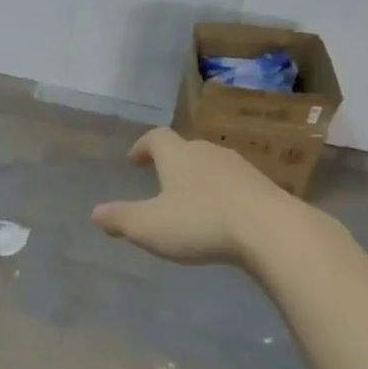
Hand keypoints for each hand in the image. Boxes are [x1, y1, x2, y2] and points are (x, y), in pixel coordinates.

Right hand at [92, 128, 296, 264]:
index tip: (134, 161)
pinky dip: (223, 194)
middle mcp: (208, 153)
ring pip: (212, 165)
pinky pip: (235, 184)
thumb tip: (95, 213)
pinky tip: (223, 216)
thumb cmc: (201, 222)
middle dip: (171, 162)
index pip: (156, 137)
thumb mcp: (149, 227)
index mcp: (178, 155)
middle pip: (185, 148)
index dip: (142, 146)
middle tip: (161, 180)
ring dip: (199, 178)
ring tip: (191, 200)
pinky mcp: (264, 187)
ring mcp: (240, 167)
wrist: (271, 230)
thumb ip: (120, 219)